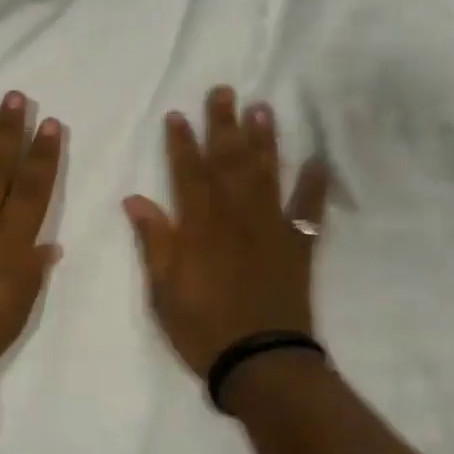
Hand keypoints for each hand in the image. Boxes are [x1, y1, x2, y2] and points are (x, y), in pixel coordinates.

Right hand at [124, 86, 331, 380]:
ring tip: (262, 109)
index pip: (188, 173)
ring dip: (265, 140)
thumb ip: (154, 240)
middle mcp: (236, 215)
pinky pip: (309, 210)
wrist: (261, 363)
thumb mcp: (163, 289)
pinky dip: (315, 185)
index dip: (181, 142)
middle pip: (229, 161)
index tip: (178, 114)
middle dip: (224, 124)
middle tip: (224, 91)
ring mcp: (271, 227)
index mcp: (201, 225)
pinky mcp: (298, 245)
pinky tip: (319, 161)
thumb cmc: (203, 328)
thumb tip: (135, 199)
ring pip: (267, 173)